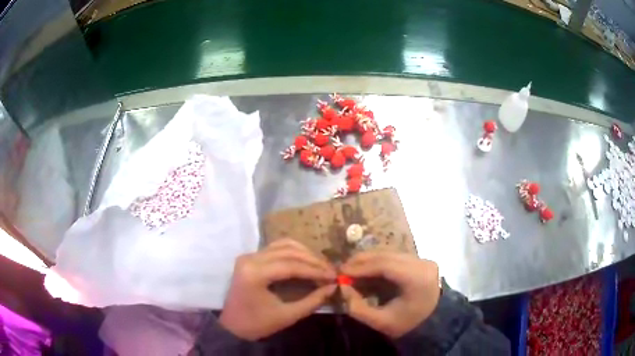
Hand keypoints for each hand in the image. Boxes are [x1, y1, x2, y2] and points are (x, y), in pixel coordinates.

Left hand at [219, 239, 336, 340]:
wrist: (232, 326)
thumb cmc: (258, 324)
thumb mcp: (287, 316)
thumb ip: (312, 301)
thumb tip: (333, 287)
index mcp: (254, 273)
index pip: (291, 265)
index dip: (315, 270)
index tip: (334, 276)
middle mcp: (250, 259)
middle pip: (288, 252)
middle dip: (313, 261)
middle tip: (330, 271)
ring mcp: (249, 256)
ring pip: (283, 245)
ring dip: (305, 254)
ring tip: (321, 266)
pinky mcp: (250, 258)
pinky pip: (276, 248)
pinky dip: (293, 252)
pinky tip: (306, 260)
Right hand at [340, 251, 439, 338]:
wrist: (432, 321)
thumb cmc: (407, 324)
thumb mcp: (380, 322)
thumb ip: (358, 307)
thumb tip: (342, 287)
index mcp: (418, 279)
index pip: (386, 266)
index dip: (362, 267)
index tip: (342, 272)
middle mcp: (422, 263)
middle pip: (387, 255)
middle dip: (362, 261)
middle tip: (342, 268)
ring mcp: (422, 260)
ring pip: (390, 254)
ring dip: (368, 260)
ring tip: (351, 269)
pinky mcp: (419, 260)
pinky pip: (394, 257)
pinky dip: (378, 262)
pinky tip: (366, 270)